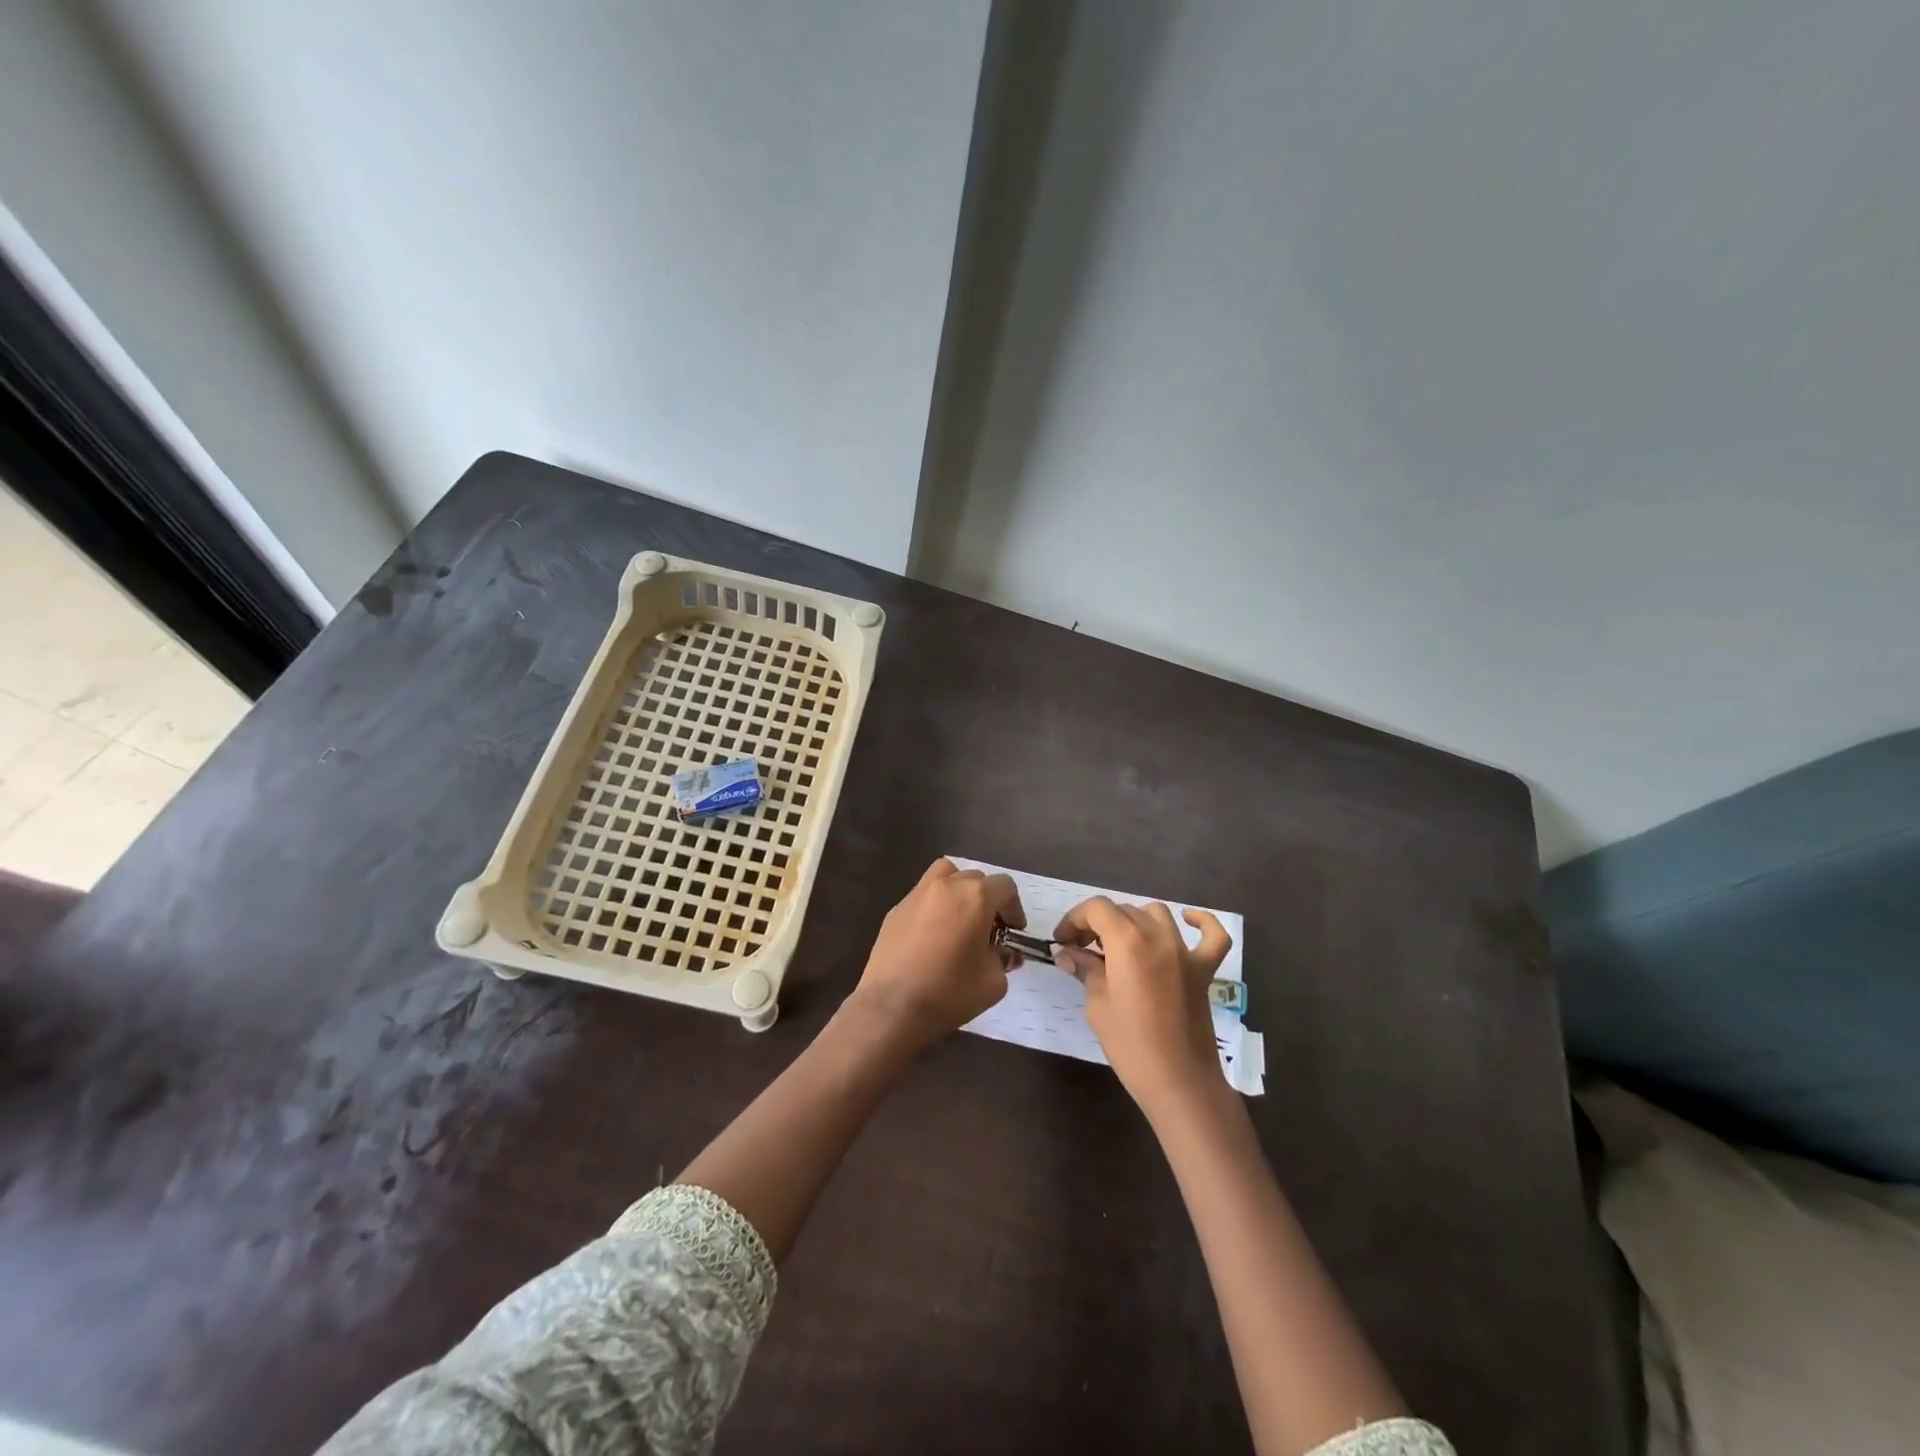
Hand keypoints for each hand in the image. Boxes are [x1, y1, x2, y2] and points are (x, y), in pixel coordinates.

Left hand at [851, 858, 1025, 1049]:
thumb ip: (1003, 960)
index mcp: (975, 897)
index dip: (1015, 908)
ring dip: (959, 890)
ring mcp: (917, 894)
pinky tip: (933, 935)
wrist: (892, 1006)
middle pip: (976, 878)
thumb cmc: (950, 992)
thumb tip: (1003, 953)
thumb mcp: (994, 982)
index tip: (1013, 931)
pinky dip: (935, 906)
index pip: (1005, 886)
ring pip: (946, 876)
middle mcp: (946, 885)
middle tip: (989, 930)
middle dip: (988, 900)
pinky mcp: (896, 909)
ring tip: (960, 919)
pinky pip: (923, 896)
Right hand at [1054, 898, 1233, 1116]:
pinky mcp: (1204, 970)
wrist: (1179, 1082)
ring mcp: (1185, 952)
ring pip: (1156, 914)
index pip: (1096, 908)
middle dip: (1097, 923)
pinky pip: (1212, 935)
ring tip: (1119, 944)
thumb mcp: (1098, 1005)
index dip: (1074, 919)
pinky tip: (1187, 921)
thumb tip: (1069, 954)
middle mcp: (1158, 936)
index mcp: (1127, 942)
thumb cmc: (1130, 1045)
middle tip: (1081, 949)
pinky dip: (1201, 923)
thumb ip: (1086, 970)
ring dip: (1133, 921)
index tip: (1062, 941)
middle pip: (1122, 910)